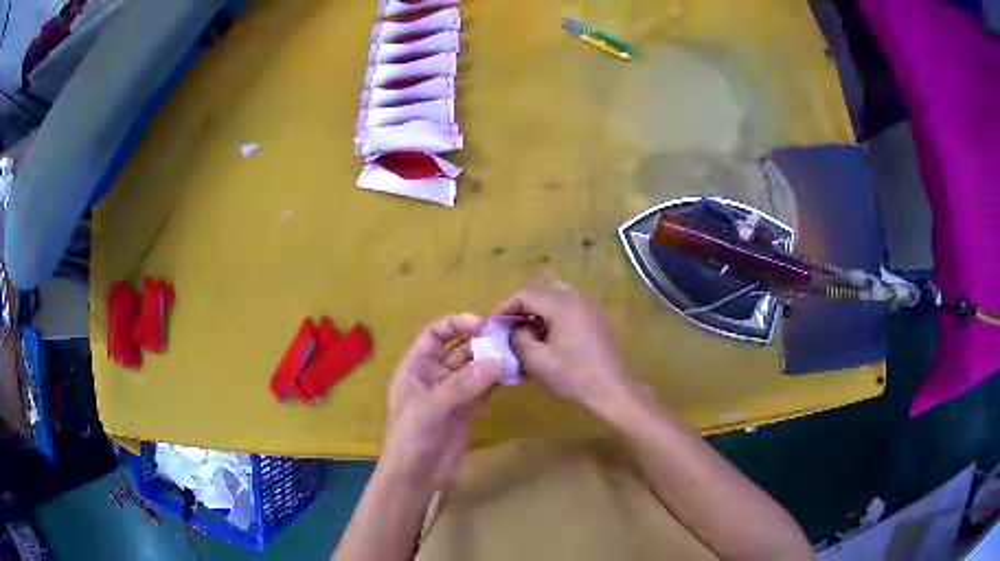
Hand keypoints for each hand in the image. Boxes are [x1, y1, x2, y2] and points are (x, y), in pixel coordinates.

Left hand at [380, 314, 503, 494]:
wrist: (415, 479)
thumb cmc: (410, 438)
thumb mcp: (430, 408)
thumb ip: (462, 384)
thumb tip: (498, 361)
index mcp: (415, 367)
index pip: (434, 334)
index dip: (456, 324)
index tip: (482, 323)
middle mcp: (434, 376)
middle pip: (459, 349)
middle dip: (480, 342)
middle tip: (507, 339)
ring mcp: (452, 395)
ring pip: (474, 370)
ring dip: (492, 362)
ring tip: (515, 355)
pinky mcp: (467, 412)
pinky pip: (484, 390)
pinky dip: (496, 383)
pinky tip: (512, 376)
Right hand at [494, 274, 635, 410]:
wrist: (613, 389)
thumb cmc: (574, 376)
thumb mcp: (537, 361)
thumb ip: (519, 339)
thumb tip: (516, 329)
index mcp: (562, 304)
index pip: (526, 294)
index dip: (506, 307)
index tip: (495, 324)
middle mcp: (577, 297)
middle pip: (542, 288)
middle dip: (523, 304)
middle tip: (510, 324)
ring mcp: (590, 306)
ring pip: (557, 294)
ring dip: (539, 308)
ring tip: (528, 330)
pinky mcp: (596, 317)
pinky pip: (569, 304)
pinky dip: (554, 313)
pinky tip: (549, 336)